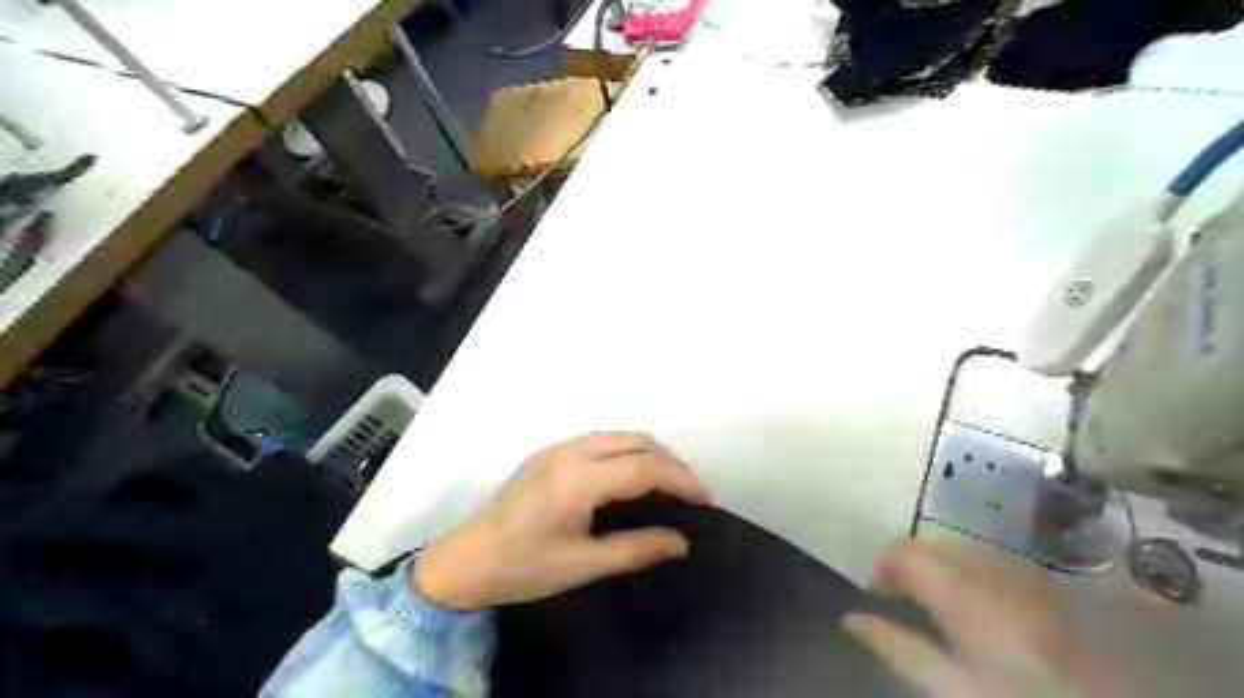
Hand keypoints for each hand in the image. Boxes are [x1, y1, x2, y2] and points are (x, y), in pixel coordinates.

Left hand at [412, 430, 708, 609]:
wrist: (466, 559)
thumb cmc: (524, 568)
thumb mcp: (583, 565)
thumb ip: (636, 549)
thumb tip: (682, 542)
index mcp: (578, 481)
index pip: (644, 467)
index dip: (681, 479)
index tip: (704, 500)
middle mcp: (570, 452)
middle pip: (636, 441)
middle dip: (670, 462)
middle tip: (689, 492)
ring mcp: (557, 447)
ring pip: (619, 435)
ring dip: (649, 452)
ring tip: (666, 482)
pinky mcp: (549, 451)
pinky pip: (600, 439)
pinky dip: (626, 450)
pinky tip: (629, 475)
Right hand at [846, 541, 1134, 697]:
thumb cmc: (1011, 697)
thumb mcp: (948, 685)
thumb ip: (896, 647)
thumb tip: (851, 620)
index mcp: (960, 590)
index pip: (905, 551)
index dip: (884, 566)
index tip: (878, 596)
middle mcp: (988, 569)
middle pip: (932, 545)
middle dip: (909, 565)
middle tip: (901, 599)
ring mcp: (1020, 574)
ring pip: (961, 548)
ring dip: (939, 565)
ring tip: (935, 600)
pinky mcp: (1042, 585)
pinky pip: (992, 558)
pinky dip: (970, 569)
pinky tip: (975, 600)